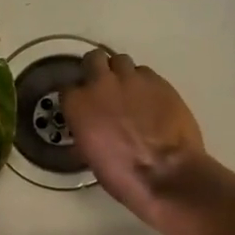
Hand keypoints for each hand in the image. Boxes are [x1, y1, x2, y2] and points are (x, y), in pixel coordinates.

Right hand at [63, 49, 206, 226]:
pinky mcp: (159, 81)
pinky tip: (150, 100)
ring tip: (129, 92)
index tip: (82, 106)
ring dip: (121, 73)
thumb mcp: (91, 155)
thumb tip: (89, 127)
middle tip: (104, 89)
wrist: (167, 174)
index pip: (67, 88)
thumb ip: (86, 130)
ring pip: (120, 61)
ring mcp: (132, 79)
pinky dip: (143, 83)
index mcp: (79, 104)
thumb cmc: (123, 175)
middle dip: (96, 70)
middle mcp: (101, 83)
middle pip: (93, 59)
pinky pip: (145, 73)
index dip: (76, 97)